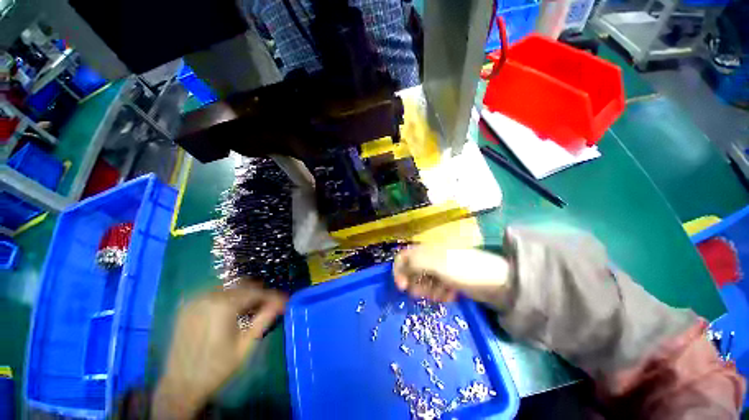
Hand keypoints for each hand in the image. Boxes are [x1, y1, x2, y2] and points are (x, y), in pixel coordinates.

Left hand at [152, 283, 285, 418]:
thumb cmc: (216, 368)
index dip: (272, 296)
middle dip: (259, 293)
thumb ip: (264, 319)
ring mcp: (196, 300)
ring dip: (244, 293)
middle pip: (243, 285)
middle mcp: (209, 297)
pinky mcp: (188, 306)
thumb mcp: (245, 346)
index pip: (256, 292)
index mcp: (224, 306)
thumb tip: (281, 303)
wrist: (180, 386)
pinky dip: (228, 296)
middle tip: (269, 304)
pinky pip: (214, 293)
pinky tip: (232, 309)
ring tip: (252, 307)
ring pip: (229, 287)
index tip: (284, 301)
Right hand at [393, 246, 511, 307]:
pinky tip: (451, 295)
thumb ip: (414, 262)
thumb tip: (399, 268)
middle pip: (412, 271)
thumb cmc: (463, 269)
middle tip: (424, 294)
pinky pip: (436, 289)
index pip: (403, 256)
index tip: (402, 287)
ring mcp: (441, 270)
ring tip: (443, 294)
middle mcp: (431, 258)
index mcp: (426, 250)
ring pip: (424, 283)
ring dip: (429, 291)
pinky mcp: (450, 282)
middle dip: (416, 285)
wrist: (497, 282)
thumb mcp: (436, 263)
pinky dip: (441, 294)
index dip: (398, 270)